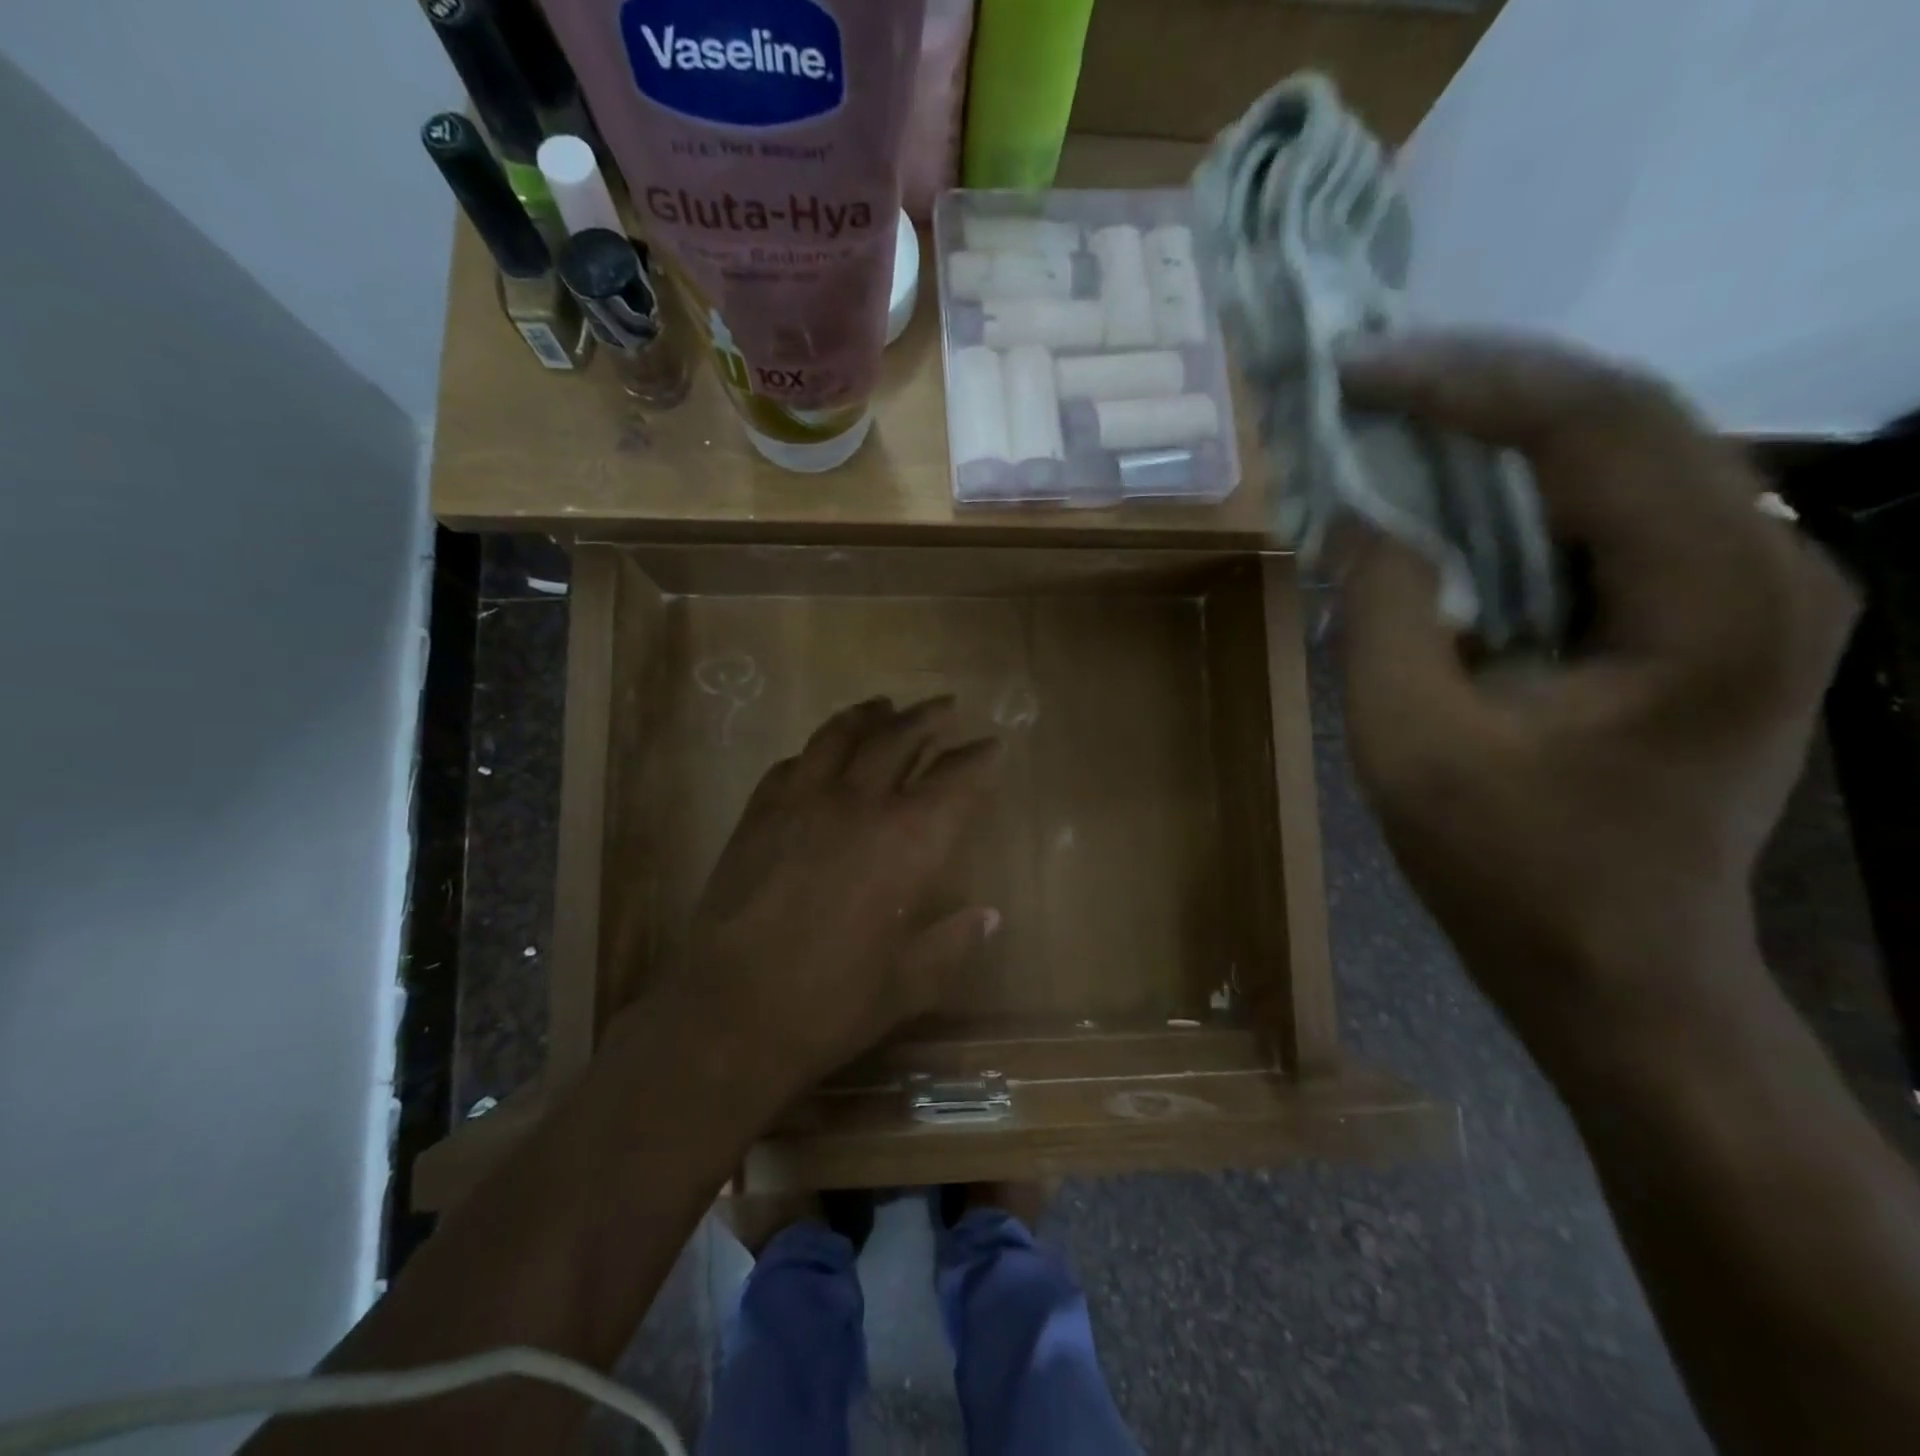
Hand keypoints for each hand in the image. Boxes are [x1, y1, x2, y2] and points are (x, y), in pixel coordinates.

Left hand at [675, 696, 1002, 1096]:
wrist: (732, 1014)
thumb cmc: (833, 1003)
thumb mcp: (911, 982)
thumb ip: (954, 941)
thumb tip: (988, 916)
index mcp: (906, 842)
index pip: (954, 781)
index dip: (978, 759)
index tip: (993, 744)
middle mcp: (857, 805)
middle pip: (897, 739)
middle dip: (927, 718)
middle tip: (945, 706)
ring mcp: (801, 803)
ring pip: (839, 736)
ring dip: (868, 715)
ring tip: (883, 704)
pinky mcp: (757, 815)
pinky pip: (790, 765)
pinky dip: (814, 752)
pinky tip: (818, 755)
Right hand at [1334, 333, 1857, 1044]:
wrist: (1617, 969)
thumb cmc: (1513, 872)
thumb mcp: (1413, 744)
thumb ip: (1384, 613)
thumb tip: (1363, 516)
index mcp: (1715, 600)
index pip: (1596, 424)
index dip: (1466, 382)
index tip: (1360, 370)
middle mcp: (1770, 566)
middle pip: (1623, 417)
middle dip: (1482, 387)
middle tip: (1369, 377)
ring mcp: (1751, 588)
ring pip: (1620, 455)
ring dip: (1501, 428)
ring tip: (1397, 415)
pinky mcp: (1708, 614)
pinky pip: (1608, 513)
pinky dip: (1519, 487)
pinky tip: (1451, 488)